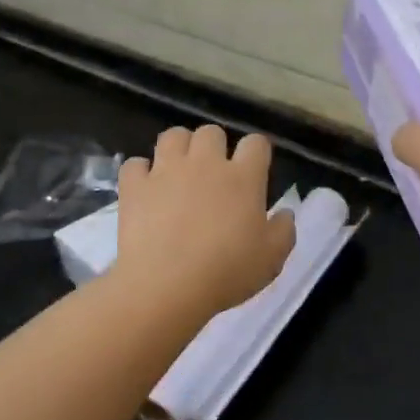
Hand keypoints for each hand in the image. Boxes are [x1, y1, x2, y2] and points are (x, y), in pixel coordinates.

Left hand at [115, 125, 296, 319]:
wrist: (166, 287)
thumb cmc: (227, 273)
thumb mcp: (272, 259)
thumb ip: (283, 231)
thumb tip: (284, 213)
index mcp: (243, 177)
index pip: (256, 143)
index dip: (257, 153)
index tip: (255, 170)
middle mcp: (205, 163)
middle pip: (211, 132)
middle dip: (215, 146)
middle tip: (214, 173)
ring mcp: (166, 171)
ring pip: (172, 136)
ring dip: (179, 148)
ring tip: (179, 171)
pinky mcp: (134, 186)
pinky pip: (135, 164)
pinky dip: (141, 173)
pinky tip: (147, 189)